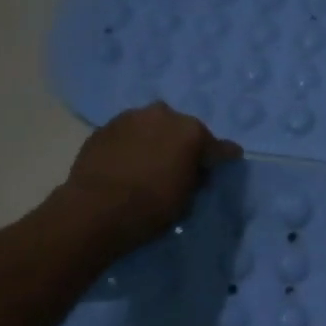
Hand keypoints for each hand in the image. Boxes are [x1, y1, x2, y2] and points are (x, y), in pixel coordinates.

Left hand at [60, 102, 240, 254]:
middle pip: (182, 129)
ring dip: (156, 140)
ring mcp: (131, 117)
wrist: (95, 209)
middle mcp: (163, 115)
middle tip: (181, 164)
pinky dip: (132, 144)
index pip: (217, 146)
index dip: (223, 156)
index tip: (229, 159)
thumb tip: (195, 170)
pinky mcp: (105, 127)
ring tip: (151, 161)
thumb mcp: (186, 199)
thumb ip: (196, 177)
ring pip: (152, 126)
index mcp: (191, 132)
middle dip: (184, 144)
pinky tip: (128, 162)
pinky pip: (128, 134)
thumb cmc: (151, 208)